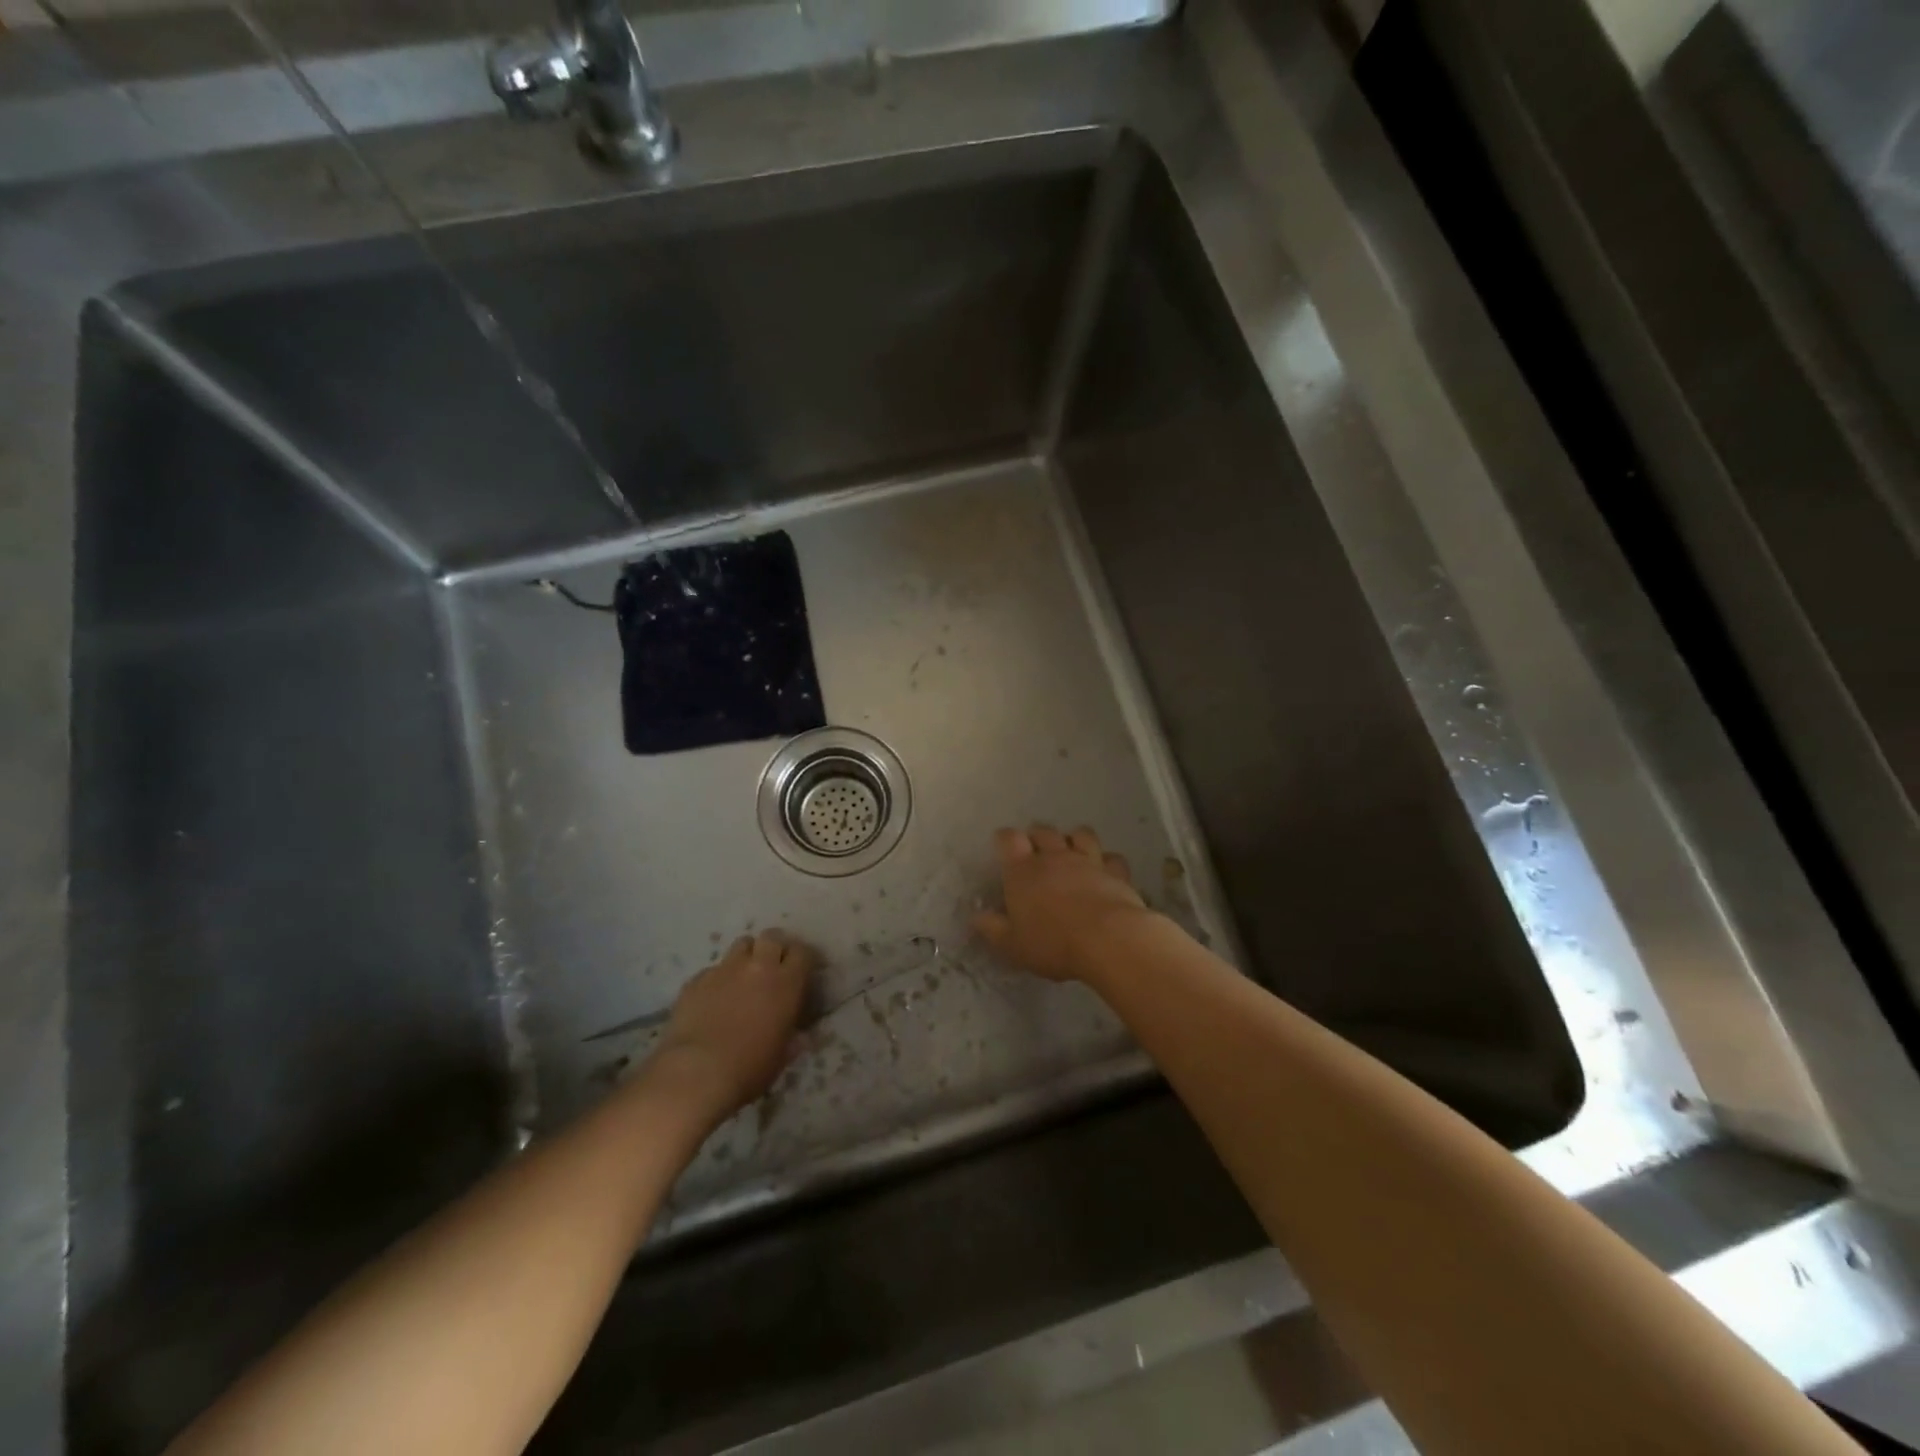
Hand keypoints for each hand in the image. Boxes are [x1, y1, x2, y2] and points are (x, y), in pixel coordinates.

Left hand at [651, 930, 813, 1120]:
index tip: (802, 970)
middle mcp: (758, 967)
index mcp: (786, 983)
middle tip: (773, 965)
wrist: (696, 1073)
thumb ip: (793, 1039)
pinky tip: (713, 998)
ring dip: (747, 955)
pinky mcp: (696, 979)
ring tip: (744, 974)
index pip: (803, 952)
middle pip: (772, 937)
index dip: (803, 958)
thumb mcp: (782, 1057)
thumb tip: (800, 1036)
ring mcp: (725, 969)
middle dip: (775, 947)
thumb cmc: (749, 1069)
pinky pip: (713, 969)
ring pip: (742, 944)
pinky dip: (718, 978)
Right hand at [971, 824, 1152, 981]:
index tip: (1002, 845)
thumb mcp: (1013, 945)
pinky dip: (1107, 861)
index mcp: (1023, 870)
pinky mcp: (1116, 872)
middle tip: (1035, 849)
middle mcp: (1055, 857)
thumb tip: (977, 916)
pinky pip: (1112, 857)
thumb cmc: (1053, 943)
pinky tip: (1105, 871)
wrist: (1108, 940)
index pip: (1009, 839)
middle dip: (1037, 836)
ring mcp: (1088, 861)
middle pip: (1044, 831)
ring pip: (1080, 834)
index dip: (1004, 839)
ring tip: (1071, 851)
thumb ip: (993, 928)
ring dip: (1074, 838)